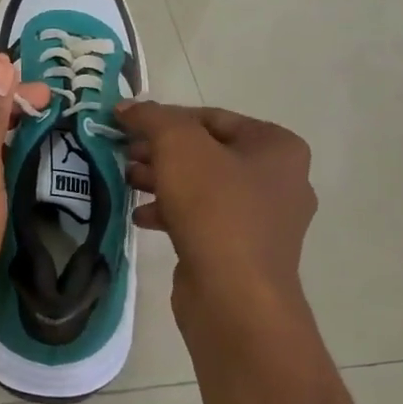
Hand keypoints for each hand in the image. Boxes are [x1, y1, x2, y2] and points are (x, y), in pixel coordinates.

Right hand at [117, 101, 318, 351]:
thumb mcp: (178, 147)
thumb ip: (151, 118)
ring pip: (202, 187)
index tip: (126, 125)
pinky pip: (203, 219)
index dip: (164, 117)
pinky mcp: (243, 251)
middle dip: (160, 151)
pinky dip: (171, 213)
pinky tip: (141, 216)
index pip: (210, 117)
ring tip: (126, 182)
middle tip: (123, 154)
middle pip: (206, 152)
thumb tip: (127, 106)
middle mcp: (279, 179)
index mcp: (277, 147)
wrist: (235, 297)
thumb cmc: (214, 209)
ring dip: (161, 181)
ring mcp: (264, 220)